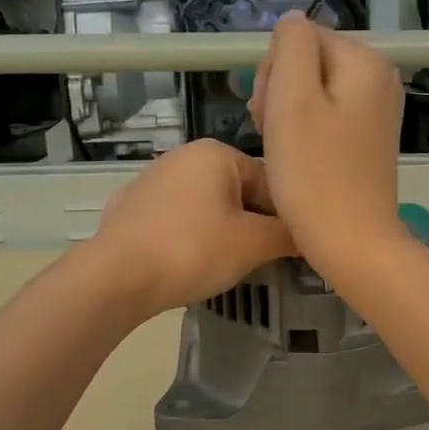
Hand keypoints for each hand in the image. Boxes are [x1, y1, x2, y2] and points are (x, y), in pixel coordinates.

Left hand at [91, 139, 296, 317]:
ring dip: (223, 231)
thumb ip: (289, 235)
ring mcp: (152, 179)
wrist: (116, 277)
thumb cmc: (193, 251)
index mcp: (217, 152)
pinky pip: (177, 219)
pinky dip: (190, 237)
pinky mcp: (131, 207)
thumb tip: (312, 234)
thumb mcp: (254, 244)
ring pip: (208, 206)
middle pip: (239, 192)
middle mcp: (184, 155)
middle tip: (258, 259)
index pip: (272, 181)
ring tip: (224, 264)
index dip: (286, 217)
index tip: (290, 248)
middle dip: (253, 224)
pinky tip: (188, 262)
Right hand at [249, 15, 407, 275]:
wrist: (352, 242)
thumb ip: (291, 45)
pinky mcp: (369, 141)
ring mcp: (377, 112)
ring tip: (282, 149)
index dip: (274, 72)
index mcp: (366, 61)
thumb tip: (293, 22)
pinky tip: (300, 159)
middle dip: (281, 92)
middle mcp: (380, 79)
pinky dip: (306, 134)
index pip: (301, 39)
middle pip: (310, 63)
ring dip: (288, 115)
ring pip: (314, 93)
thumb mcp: (292, 97)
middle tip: (272, 133)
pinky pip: (328, 119)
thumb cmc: (315, 172)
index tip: (269, 113)